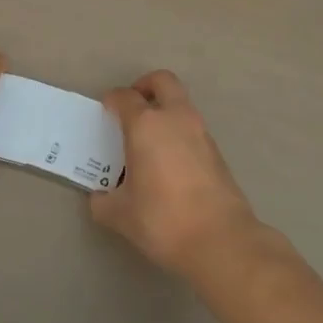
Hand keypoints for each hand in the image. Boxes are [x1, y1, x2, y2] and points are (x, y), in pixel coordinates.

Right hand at [89, 71, 262, 279]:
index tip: (106, 112)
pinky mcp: (217, 151)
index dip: (112, 101)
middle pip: (162, 81)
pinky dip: (179, 133)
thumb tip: (101, 197)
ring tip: (149, 141)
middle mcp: (175, 118)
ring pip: (181, 104)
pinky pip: (192, 128)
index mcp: (146, 125)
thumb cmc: (163, 220)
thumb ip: (104, 201)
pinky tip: (169, 163)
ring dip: (165, 111)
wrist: (221, 241)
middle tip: (133, 107)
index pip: (125, 97)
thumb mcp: (121, 215)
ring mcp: (200, 132)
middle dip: (145, 86)